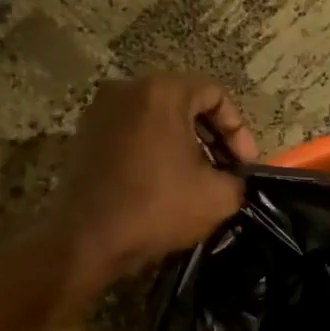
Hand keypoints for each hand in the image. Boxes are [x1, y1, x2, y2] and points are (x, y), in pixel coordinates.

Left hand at [49, 72, 258, 290]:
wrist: (87, 241)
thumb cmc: (157, 209)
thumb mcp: (218, 197)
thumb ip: (238, 178)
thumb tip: (234, 176)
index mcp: (162, 92)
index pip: (215, 94)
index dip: (238, 130)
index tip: (244, 165)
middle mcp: (127, 89)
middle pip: (185, 102)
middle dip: (212, 136)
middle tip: (227, 170)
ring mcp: (100, 111)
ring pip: (158, 118)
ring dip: (184, 143)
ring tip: (199, 178)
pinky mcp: (85, 135)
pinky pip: (133, 132)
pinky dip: (155, 150)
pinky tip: (166, 182)